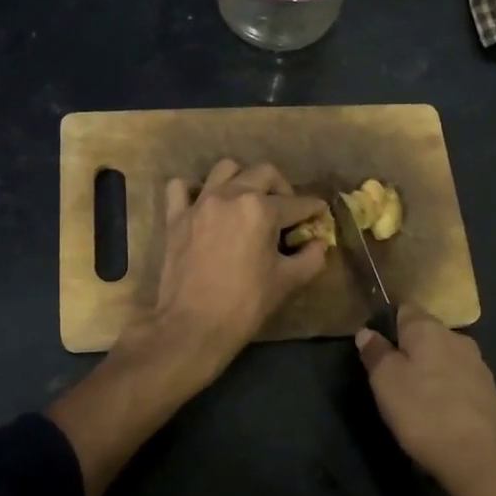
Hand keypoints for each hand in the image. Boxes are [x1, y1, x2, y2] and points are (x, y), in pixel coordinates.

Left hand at [145, 159, 327, 376]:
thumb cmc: (245, 304)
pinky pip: (181, 188)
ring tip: (247, 200)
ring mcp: (200, 203)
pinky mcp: (176, 217)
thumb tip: (319, 243)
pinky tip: (204, 205)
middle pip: (264, 174)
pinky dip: (194, 190)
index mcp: (261, 209)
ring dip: (242, 179)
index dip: (313, 209)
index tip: (319, 214)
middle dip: (282, 188)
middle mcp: (230, 195)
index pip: (297, 203)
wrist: (193, 326)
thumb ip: (311, 257)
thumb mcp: (288, 282)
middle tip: (286, 210)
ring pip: (225, 169)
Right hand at [355, 304, 495, 495]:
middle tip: (390, 381)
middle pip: (426, 335)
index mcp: (430, 329)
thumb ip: (375, 353)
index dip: (387, 325)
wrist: (484, 462)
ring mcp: (479, 366)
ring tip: (414, 403)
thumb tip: (367, 332)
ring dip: (429, 374)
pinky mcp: (491, 394)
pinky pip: (459, 383)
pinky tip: (439, 417)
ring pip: (444, 360)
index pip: (405, 309)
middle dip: (409, 351)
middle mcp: (458, 339)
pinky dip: (446, 393)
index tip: (376, 350)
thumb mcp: (386, 382)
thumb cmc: (425, 414)